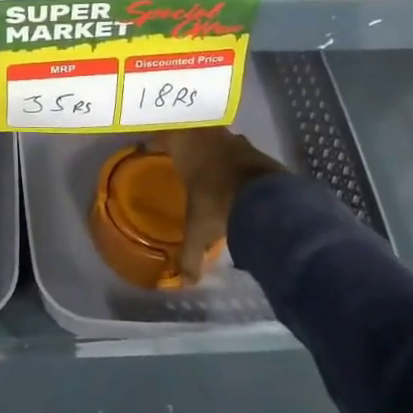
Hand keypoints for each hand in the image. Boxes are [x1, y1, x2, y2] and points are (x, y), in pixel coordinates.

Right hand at [151, 128, 288, 281]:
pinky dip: (234, 158)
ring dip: (211, 147)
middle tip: (179, 154)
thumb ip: (190, 254)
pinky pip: (239, 149)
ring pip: (216, 137)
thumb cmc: (217, 204)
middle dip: (184, 140)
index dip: (155, 140)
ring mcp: (234, 141)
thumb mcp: (199, 231)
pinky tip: (235, 173)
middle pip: (190, 131)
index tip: (148, 146)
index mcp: (185, 149)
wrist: (265, 198)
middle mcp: (207, 138)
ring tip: (208, 163)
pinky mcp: (257, 151)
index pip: (163, 135)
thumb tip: (186, 281)